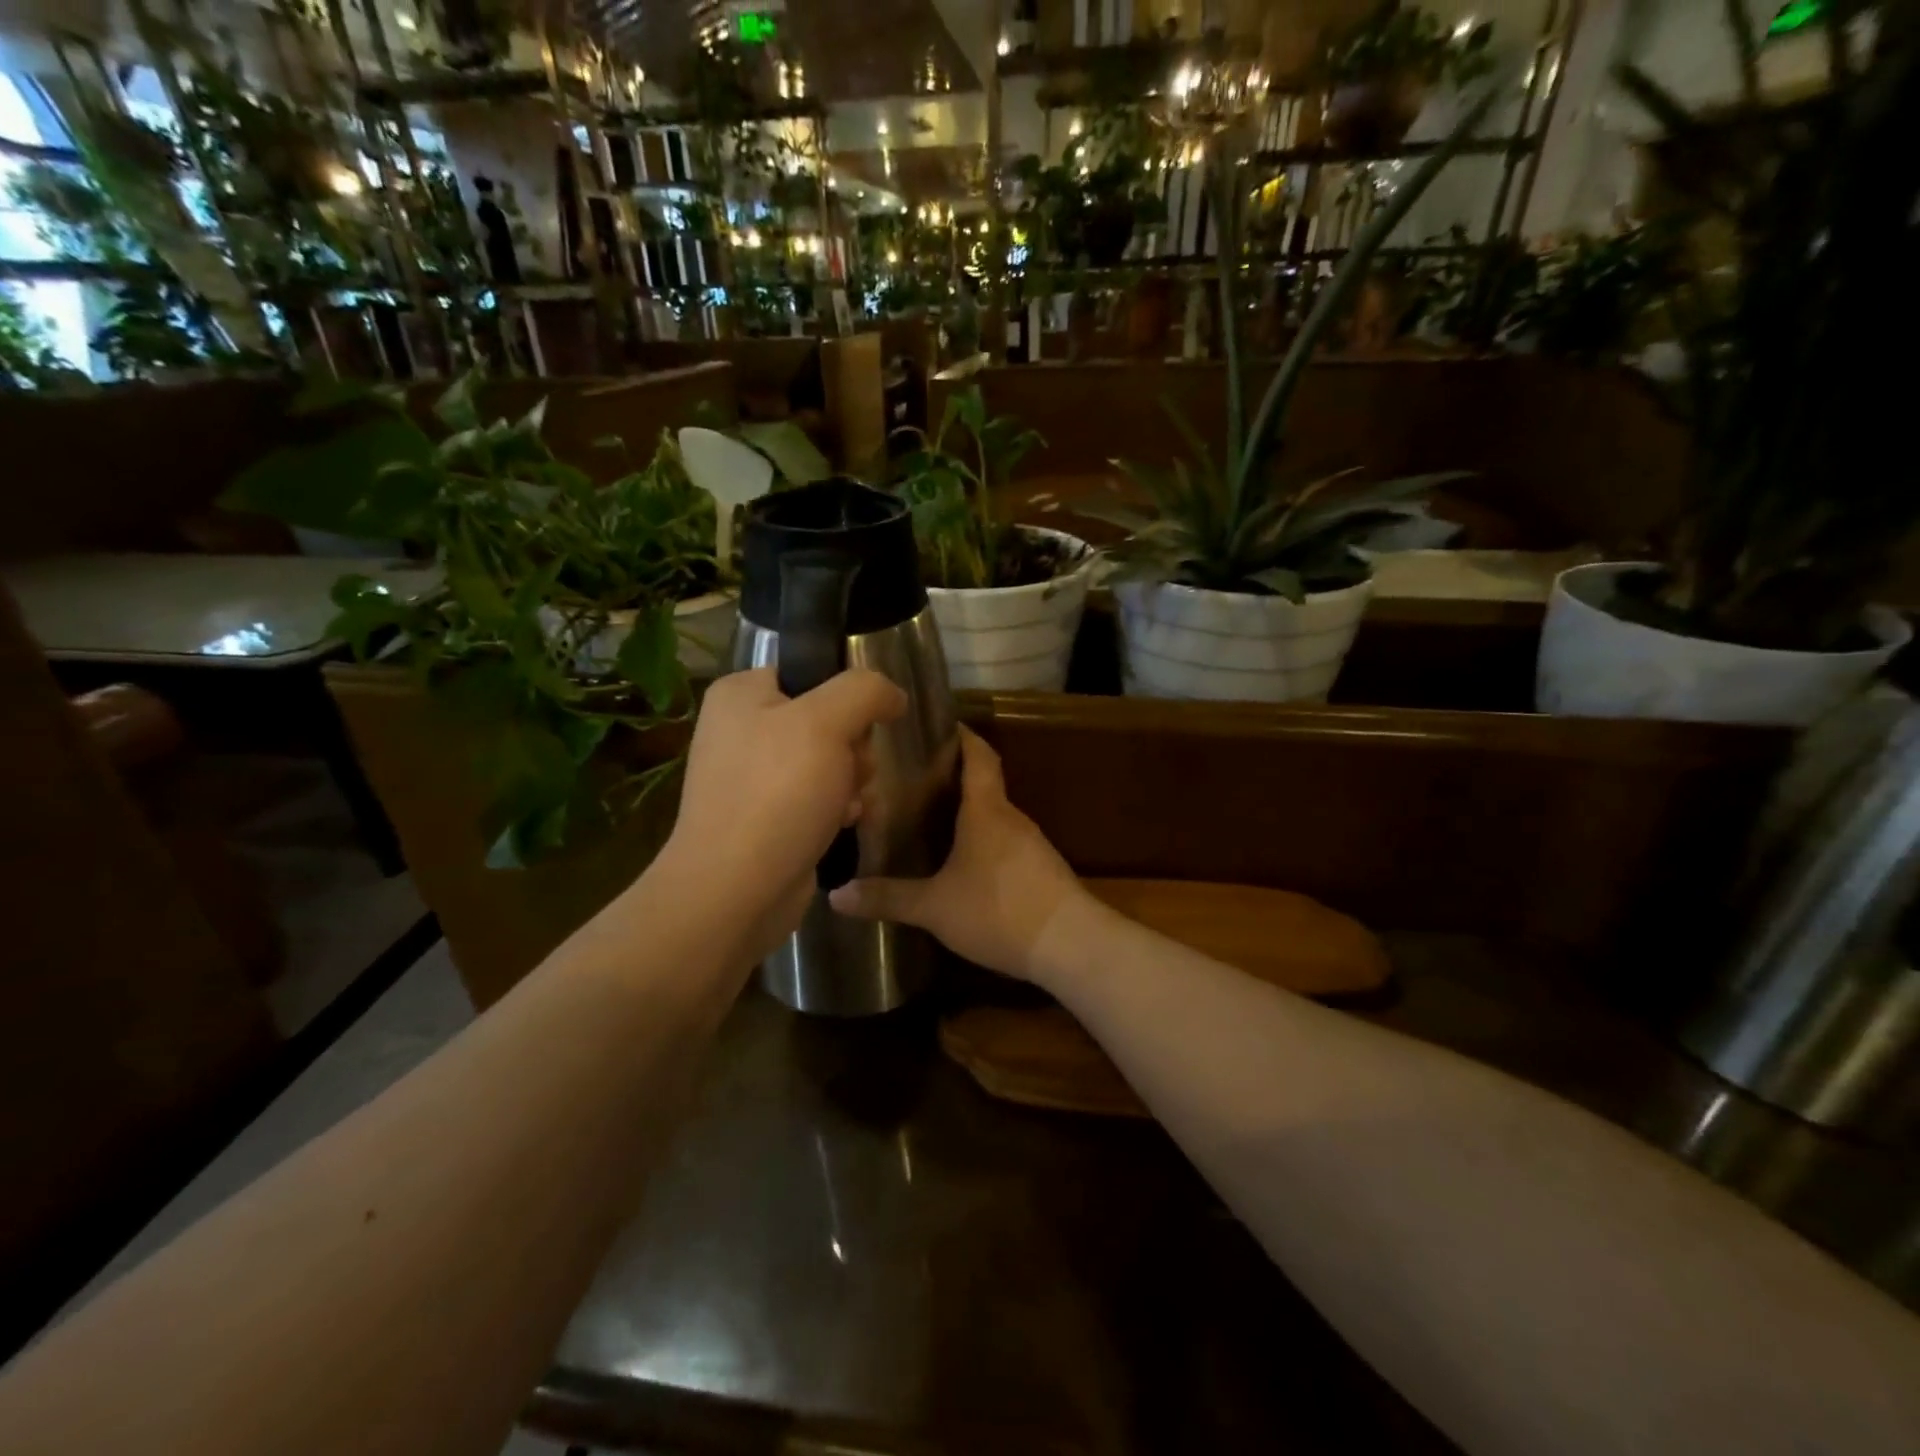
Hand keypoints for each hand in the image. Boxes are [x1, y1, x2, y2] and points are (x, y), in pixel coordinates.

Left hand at [660, 667, 905, 962]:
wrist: (736, 890)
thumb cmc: (778, 793)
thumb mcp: (827, 722)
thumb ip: (865, 691)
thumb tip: (892, 695)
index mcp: (742, 694)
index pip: (813, 673)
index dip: (847, 698)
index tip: (861, 727)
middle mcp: (742, 730)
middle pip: (828, 720)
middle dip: (854, 749)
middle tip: (851, 772)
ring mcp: (754, 777)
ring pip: (831, 761)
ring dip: (853, 782)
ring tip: (847, 805)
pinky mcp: (768, 817)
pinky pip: (819, 797)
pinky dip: (838, 809)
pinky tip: (843, 824)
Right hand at [829, 727, 1086, 981]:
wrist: (1070, 944)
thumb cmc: (998, 911)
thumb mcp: (934, 907)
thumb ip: (888, 898)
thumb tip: (836, 895)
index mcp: (986, 810)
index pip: (979, 755)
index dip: (961, 737)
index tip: (937, 727)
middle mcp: (1011, 817)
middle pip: (983, 783)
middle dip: (952, 777)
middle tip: (911, 780)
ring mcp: (1031, 844)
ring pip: (994, 815)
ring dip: (968, 812)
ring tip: (929, 819)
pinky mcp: (1041, 869)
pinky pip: (1005, 842)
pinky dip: (983, 841)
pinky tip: (963, 863)